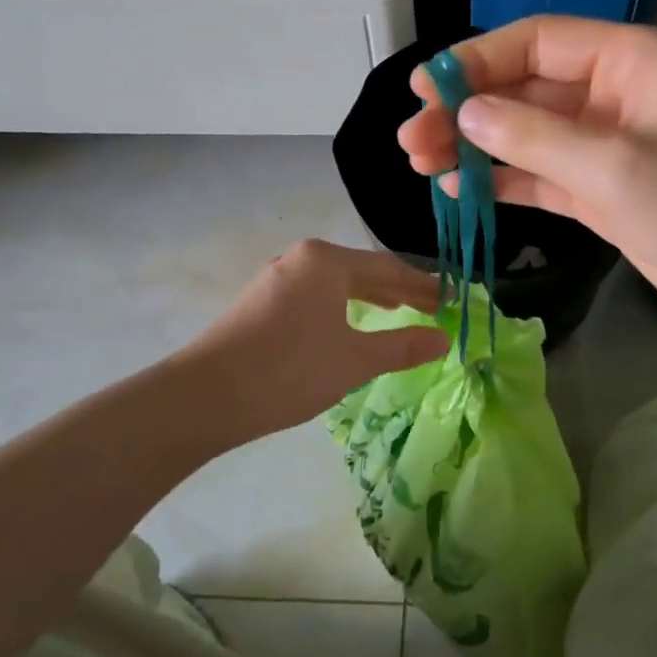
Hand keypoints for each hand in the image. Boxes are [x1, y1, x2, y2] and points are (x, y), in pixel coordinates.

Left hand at [182, 239, 447, 442]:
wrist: (205, 397)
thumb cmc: (289, 371)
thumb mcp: (355, 360)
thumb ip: (402, 346)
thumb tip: (444, 338)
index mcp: (326, 261)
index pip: (389, 268)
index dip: (423, 287)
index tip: (451, 301)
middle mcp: (301, 259)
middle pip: (362, 271)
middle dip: (399, 291)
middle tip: (432, 310)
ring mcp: (276, 279)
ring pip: (336, 284)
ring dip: (370, 299)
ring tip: (397, 313)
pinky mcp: (260, 302)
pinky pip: (315, 296)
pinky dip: (341, 308)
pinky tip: (348, 325)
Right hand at [397, 16, 656, 351]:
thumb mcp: (613, 167)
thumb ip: (533, 138)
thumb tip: (465, 115)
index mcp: (632, 61)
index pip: (539, 42)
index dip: (477, 59)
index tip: (423, 86)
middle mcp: (617, 94)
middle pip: (526, 89)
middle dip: (467, 111)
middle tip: (410, 140)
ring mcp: (609, 145)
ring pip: (527, 135)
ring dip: (476, 147)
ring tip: (420, 165)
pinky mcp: (604, 191)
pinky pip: (541, 175)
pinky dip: (502, 181)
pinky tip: (458, 189)